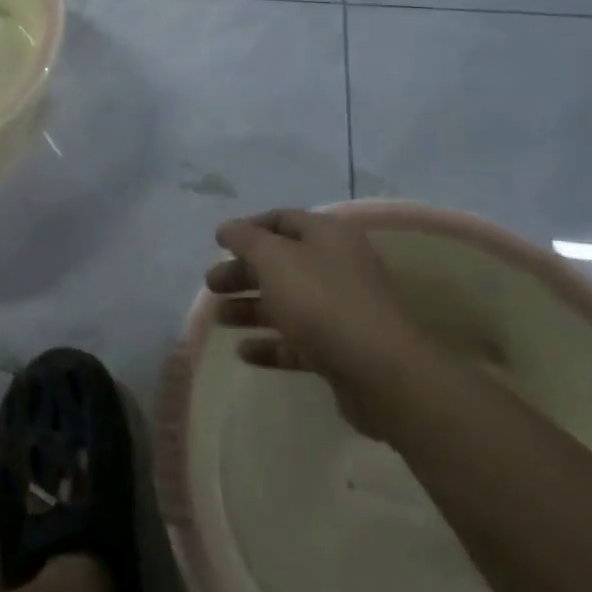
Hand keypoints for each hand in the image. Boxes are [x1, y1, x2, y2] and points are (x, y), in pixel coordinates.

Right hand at [208, 209, 418, 433]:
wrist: (380, 371)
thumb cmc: (321, 301)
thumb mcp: (275, 259)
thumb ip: (246, 240)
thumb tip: (227, 228)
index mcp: (326, 235)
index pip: (281, 219)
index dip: (248, 228)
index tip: (218, 243)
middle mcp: (337, 266)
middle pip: (281, 263)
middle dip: (243, 272)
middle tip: (211, 285)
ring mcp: (341, 309)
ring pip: (288, 302)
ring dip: (251, 308)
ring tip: (219, 319)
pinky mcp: (341, 349)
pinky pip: (298, 341)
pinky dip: (271, 344)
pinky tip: (244, 352)